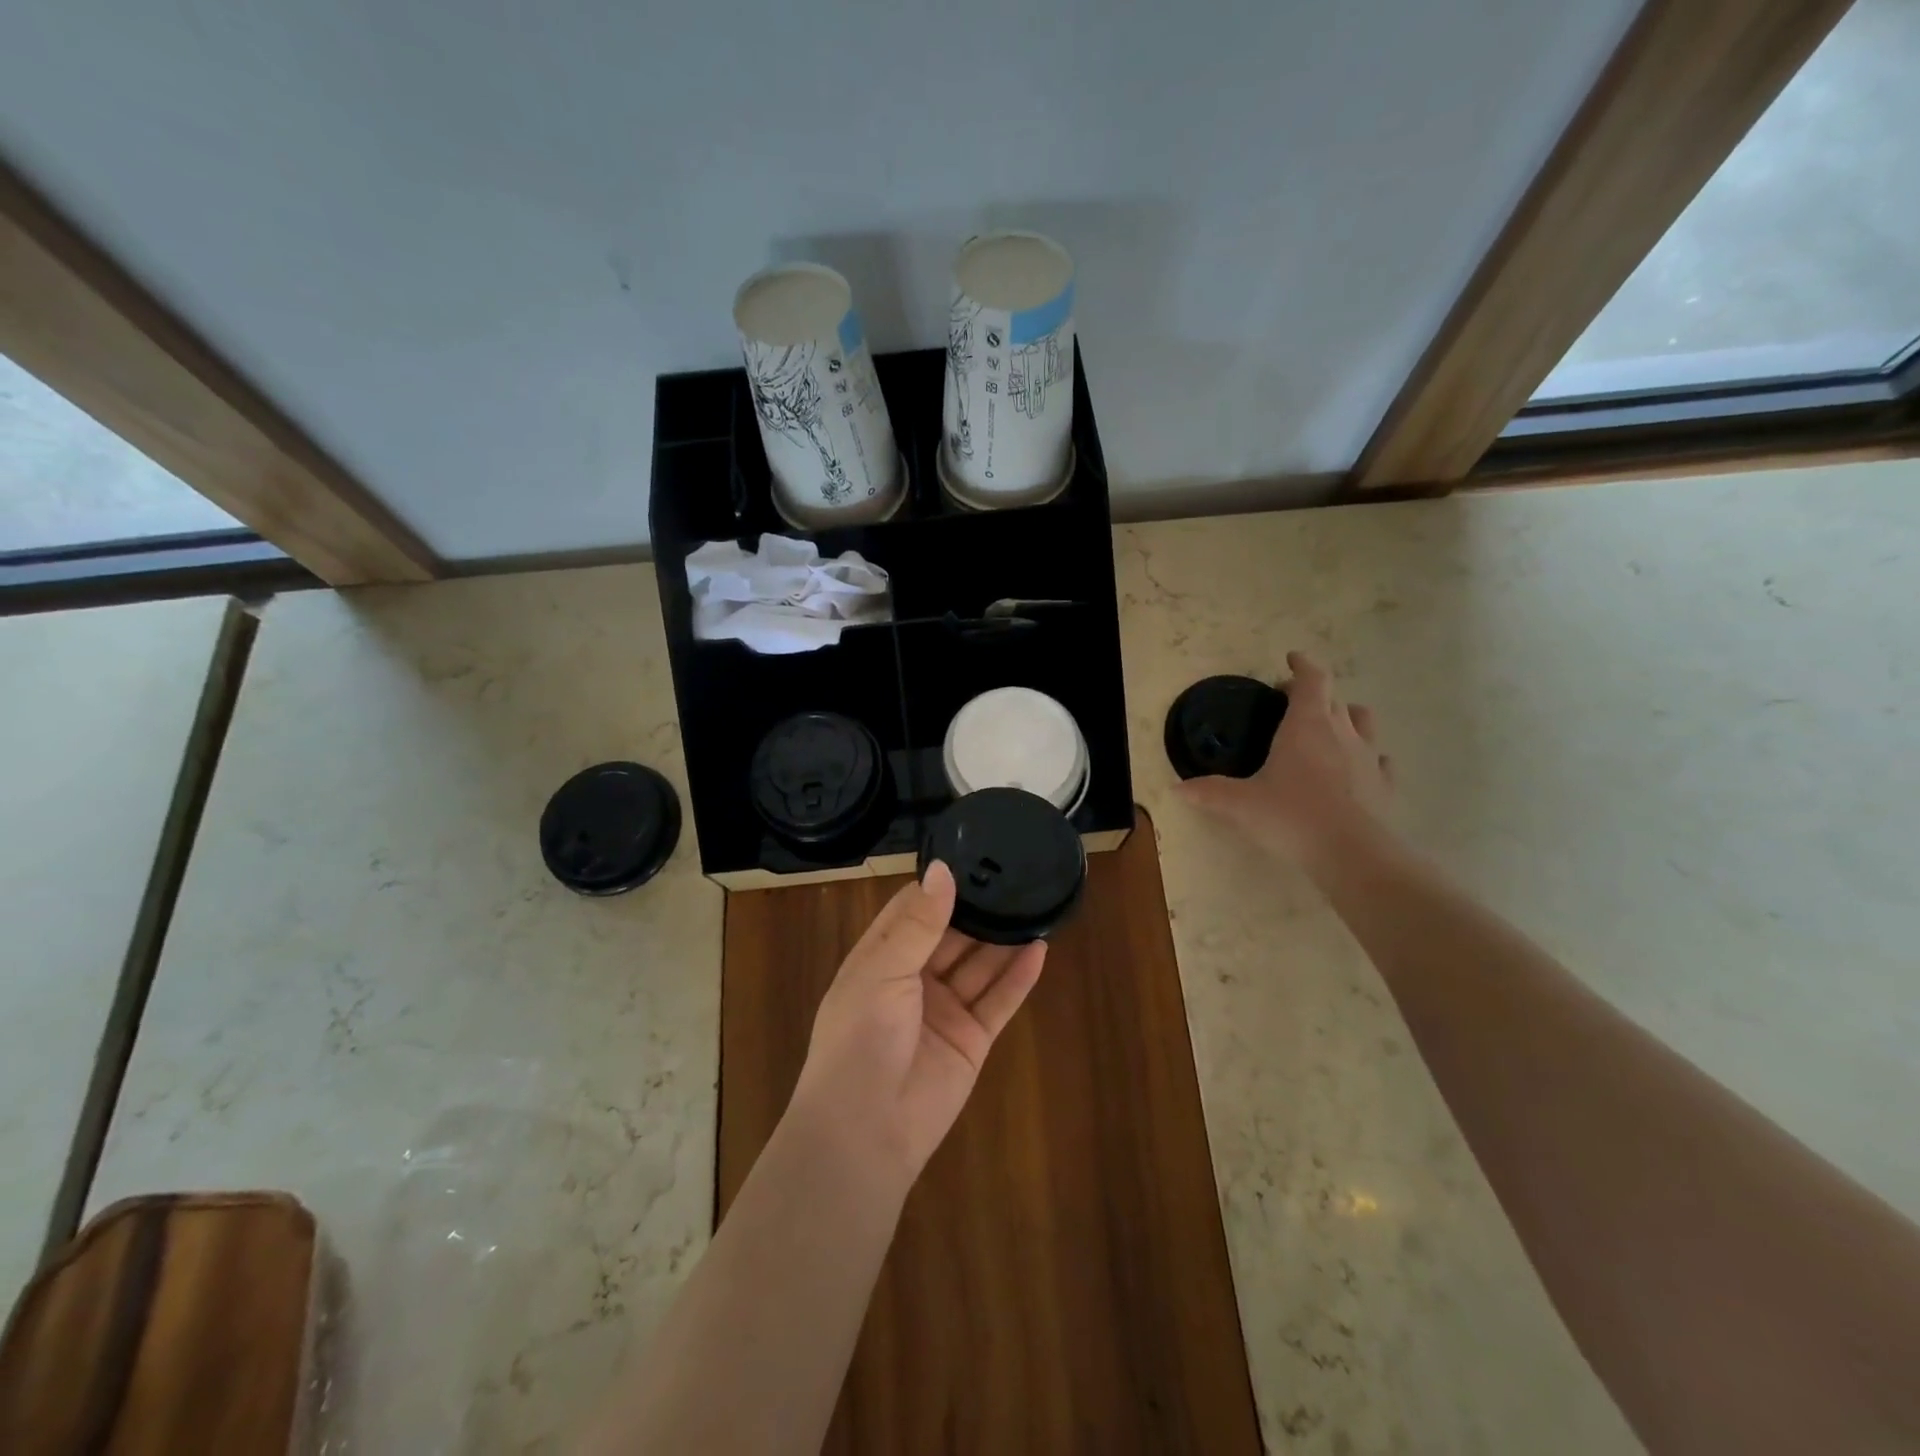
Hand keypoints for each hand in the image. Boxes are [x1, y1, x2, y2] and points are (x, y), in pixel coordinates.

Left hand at [789, 861, 1046, 1183]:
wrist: (866, 1131)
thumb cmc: (861, 1038)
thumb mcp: (883, 971)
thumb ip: (918, 923)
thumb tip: (942, 870)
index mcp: (882, 957)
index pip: (912, 909)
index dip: (939, 886)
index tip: (972, 856)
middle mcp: (914, 979)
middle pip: (952, 935)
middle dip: (978, 909)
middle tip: (1014, 876)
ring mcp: (945, 1009)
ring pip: (979, 965)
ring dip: (1003, 938)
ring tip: (1034, 903)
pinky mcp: (972, 1039)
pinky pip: (999, 1000)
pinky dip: (1018, 977)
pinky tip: (1039, 948)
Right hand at [1176, 650, 1397, 878]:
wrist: (1352, 853)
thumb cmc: (1292, 816)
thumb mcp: (1241, 804)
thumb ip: (1210, 792)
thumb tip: (1177, 788)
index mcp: (1306, 725)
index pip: (1312, 680)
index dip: (1302, 665)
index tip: (1291, 659)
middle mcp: (1341, 732)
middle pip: (1334, 698)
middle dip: (1314, 693)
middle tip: (1291, 702)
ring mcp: (1368, 757)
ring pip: (1362, 721)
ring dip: (1346, 716)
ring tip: (1329, 727)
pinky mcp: (1384, 784)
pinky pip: (1379, 760)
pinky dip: (1367, 756)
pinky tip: (1356, 768)